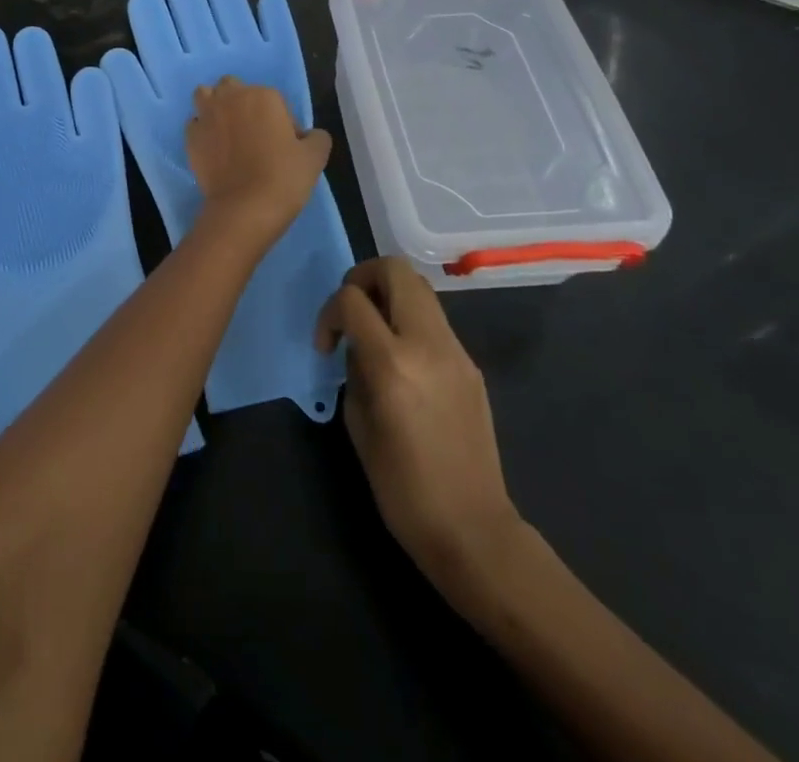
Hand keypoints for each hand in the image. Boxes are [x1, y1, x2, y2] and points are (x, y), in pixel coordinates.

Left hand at [185, 75, 330, 249]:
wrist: (245, 207)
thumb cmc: (283, 177)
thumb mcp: (315, 157)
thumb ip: (316, 137)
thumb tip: (307, 135)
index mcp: (263, 96)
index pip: (274, 99)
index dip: (280, 120)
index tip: (284, 143)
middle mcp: (230, 98)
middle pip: (233, 88)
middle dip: (241, 102)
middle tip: (253, 132)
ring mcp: (206, 116)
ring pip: (206, 96)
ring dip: (215, 107)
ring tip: (226, 131)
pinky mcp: (190, 137)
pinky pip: (195, 124)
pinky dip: (202, 131)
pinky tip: (212, 149)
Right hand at [316, 257, 522, 607]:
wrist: (472, 528)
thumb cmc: (401, 487)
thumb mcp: (358, 422)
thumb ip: (354, 369)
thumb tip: (357, 345)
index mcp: (393, 363)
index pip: (352, 299)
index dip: (329, 312)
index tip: (326, 345)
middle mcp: (428, 344)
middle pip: (395, 269)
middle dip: (364, 278)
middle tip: (351, 312)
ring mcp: (456, 351)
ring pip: (419, 288)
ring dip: (390, 297)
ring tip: (375, 334)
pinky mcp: (471, 365)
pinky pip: (434, 321)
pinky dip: (410, 322)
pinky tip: (403, 362)